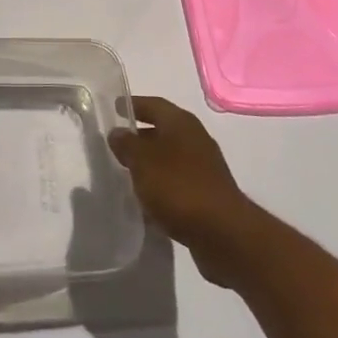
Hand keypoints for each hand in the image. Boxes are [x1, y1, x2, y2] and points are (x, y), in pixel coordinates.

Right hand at [108, 97, 260, 288]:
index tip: (114, 107)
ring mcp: (204, 167)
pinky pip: (177, 181)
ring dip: (150, 162)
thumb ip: (127, 144)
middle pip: (163, 130)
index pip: (154, 104)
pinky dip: (161, 185)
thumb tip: (117, 132)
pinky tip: (146, 199)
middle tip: (116, 143)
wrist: (223, 233)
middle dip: (140, 135)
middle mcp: (195, 139)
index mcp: (181, 123)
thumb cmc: (178, 187)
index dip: (133, 104)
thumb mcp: (143, 161)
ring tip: (126, 172)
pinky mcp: (207, 194)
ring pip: (169, 157)